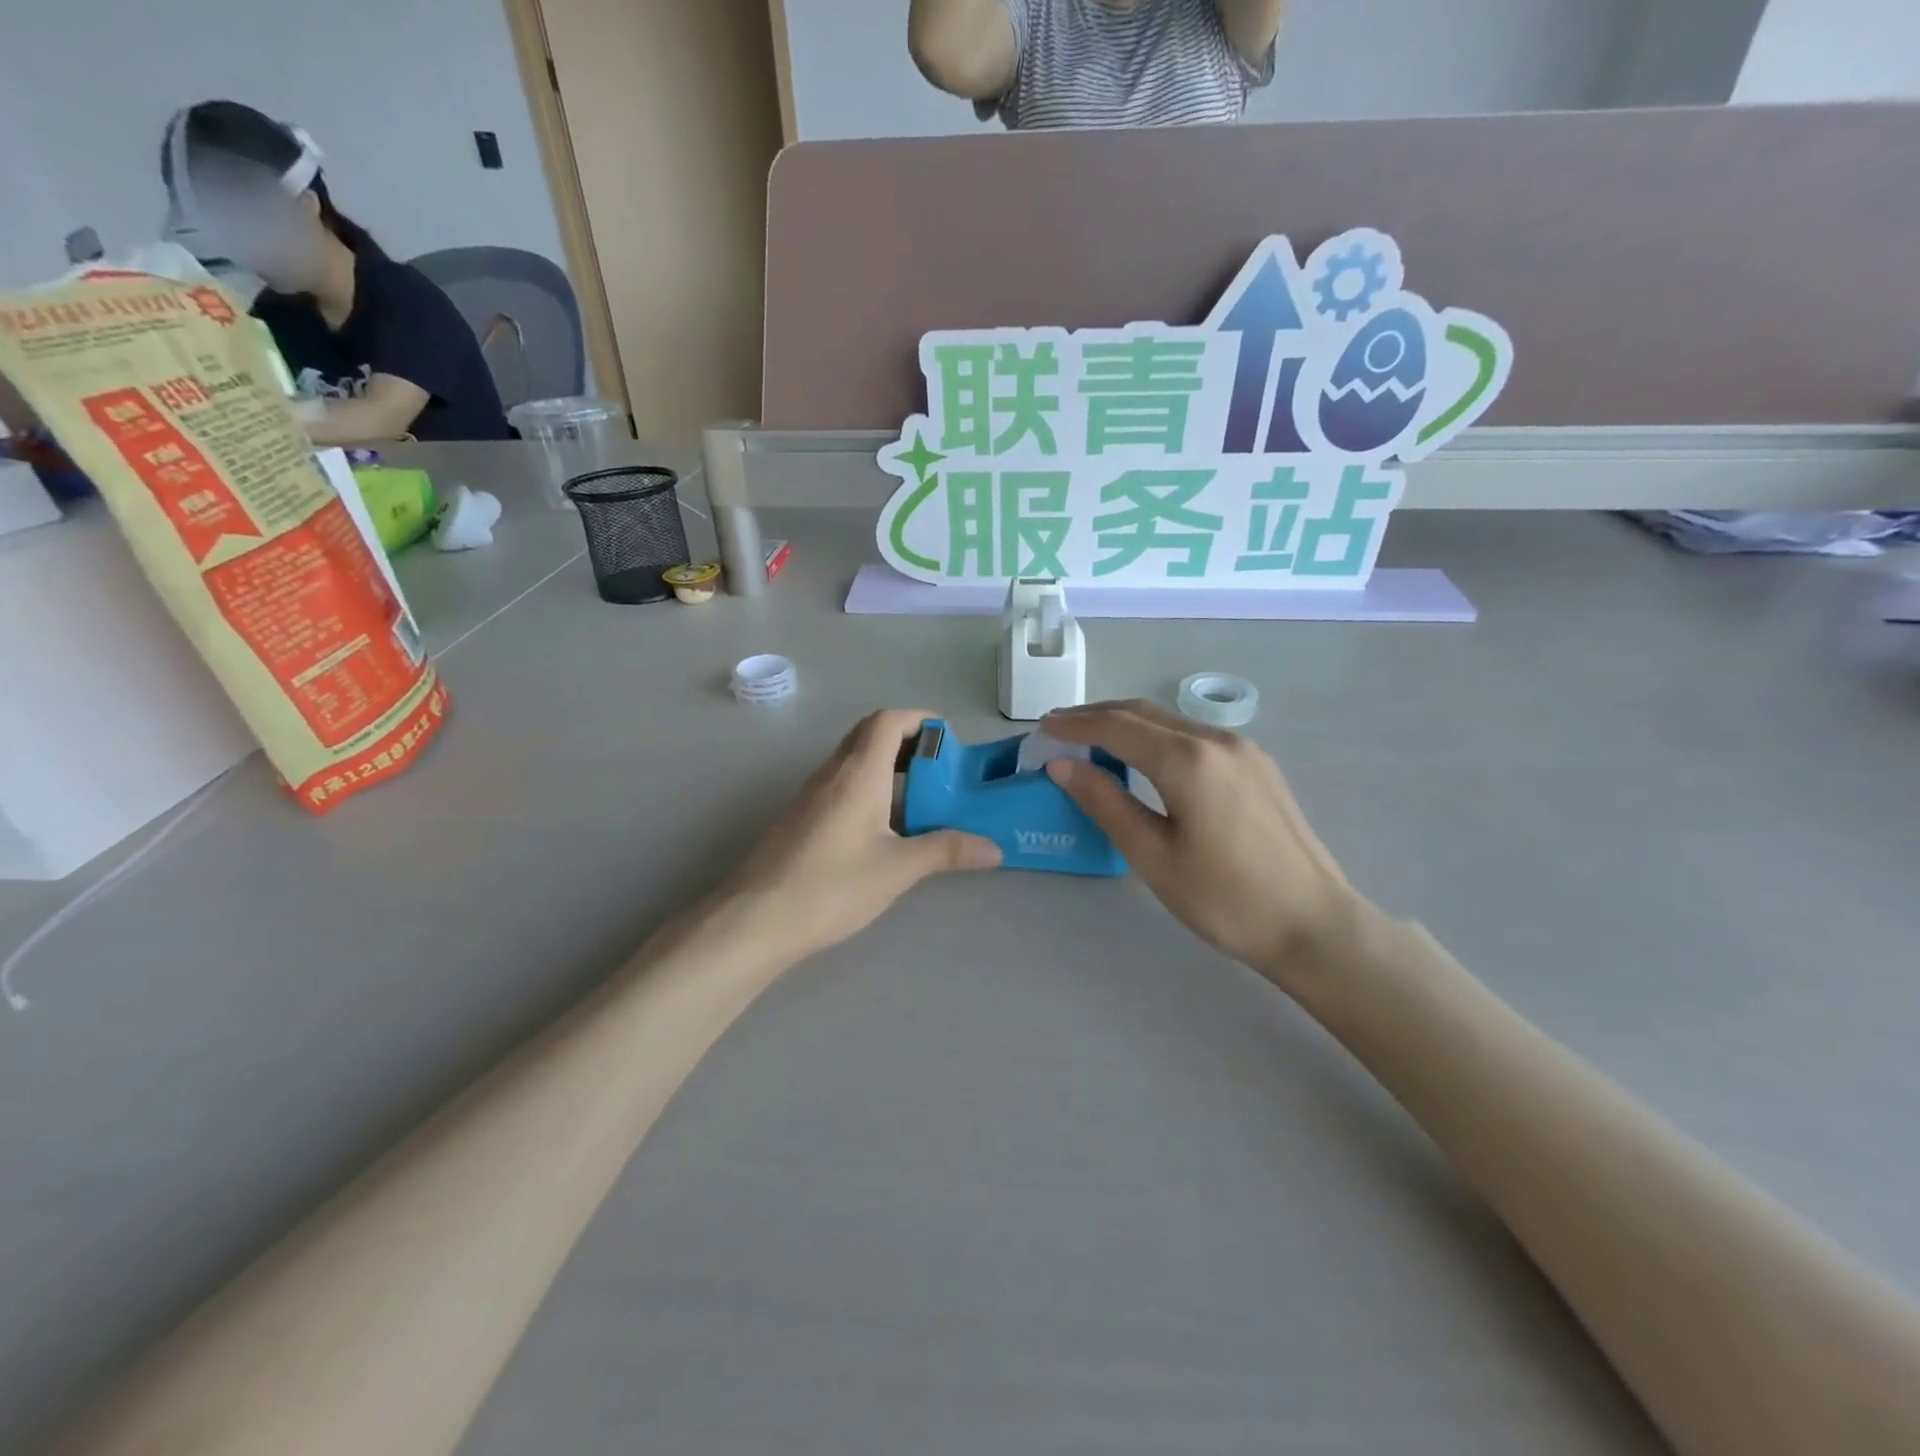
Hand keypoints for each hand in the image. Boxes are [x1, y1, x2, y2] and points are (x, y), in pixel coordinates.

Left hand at [720, 710, 999, 962]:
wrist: (755, 919)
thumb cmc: (831, 886)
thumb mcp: (897, 869)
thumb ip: (946, 852)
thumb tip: (994, 848)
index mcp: (858, 772)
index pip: (888, 721)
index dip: (920, 720)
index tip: (949, 740)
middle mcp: (832, 772)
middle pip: (870, 735)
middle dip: (908, 743)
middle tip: (941, 771)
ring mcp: (810, 794)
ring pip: (854, 762)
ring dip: (888, 768)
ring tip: (921, 800)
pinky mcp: (800, 818)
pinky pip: (841, 785)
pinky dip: (869, 789)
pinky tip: (884, 829)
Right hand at [1040, 700, 1373, 988]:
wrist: (1314, 925)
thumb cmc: (1225, 899)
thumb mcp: (1153, 856)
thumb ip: (1105, 803)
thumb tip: (1063, 765)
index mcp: (1188, 760)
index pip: (1117, 726)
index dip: (1075, 724)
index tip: (1042, 728)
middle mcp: (1216, 741)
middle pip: (1144, 713)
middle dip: (1096, 715)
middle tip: (1058, 727)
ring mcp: (1243, 750)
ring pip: (1170, 721)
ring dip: (1127, 723)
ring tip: (1091, 738)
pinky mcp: (1257, 766)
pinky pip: (1193, 736)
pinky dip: (1157, 736)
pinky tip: (1143, 755)